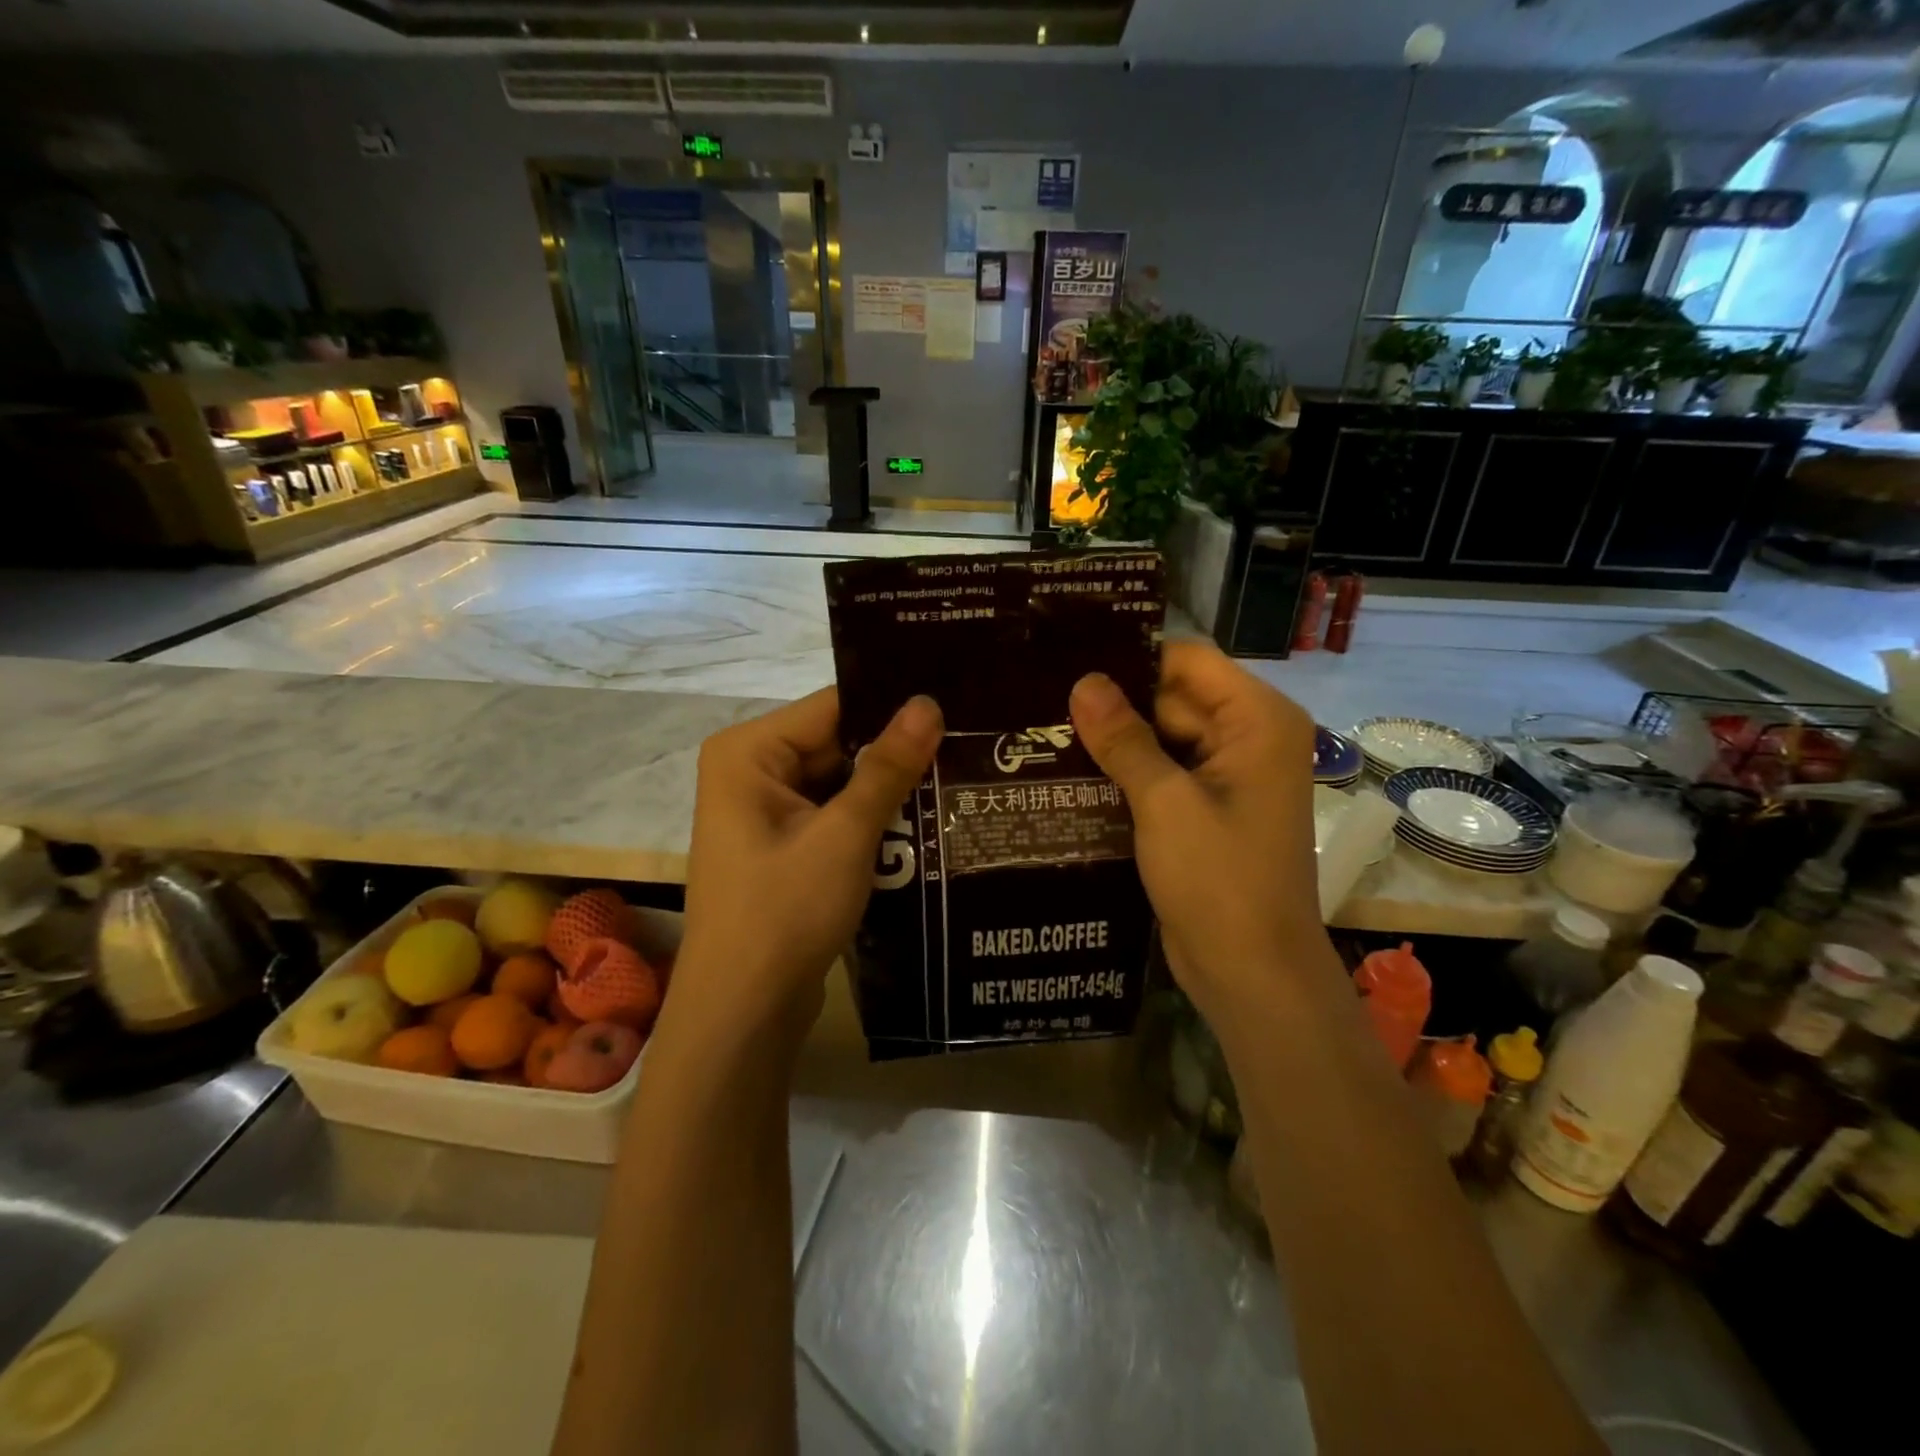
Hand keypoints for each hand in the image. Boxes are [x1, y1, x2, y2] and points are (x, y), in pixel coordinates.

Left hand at [675, 688, 943, 1038]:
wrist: (744, 1011)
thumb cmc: (784, 912)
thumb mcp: (844, 835)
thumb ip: (887, 767)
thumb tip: (928, 703)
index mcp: (749, 751)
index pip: (834, 707)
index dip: (893, 709)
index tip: (955, 709)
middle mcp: (751, 770)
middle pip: (837, 743)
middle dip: (896, 754)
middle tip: (969, 747)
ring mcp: (765, 811)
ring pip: (840, 781)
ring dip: (889, 790)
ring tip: (960, 778)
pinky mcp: (783, 846)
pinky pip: (834, 815)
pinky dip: (872, 820)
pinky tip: (927, 821)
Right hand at [1069, 641, 1331, 1021]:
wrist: (1251, 972)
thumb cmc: (1219, 879)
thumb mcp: (1164, 803)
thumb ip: (1123, 738)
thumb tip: (1083, 681)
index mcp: (1257, 721)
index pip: (1188, 661)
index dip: (1131, 660)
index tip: (1068, 661)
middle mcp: (1248, 738)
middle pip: (1172, 698)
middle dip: (1115, 704)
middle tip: (1042, 700)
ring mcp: (1227, 776)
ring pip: (1162, 738)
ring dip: (1115, 741)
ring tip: (1044, 730)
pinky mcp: (1205, 809)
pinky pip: (1163, 773)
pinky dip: (1126, 773)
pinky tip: (1071, 770)